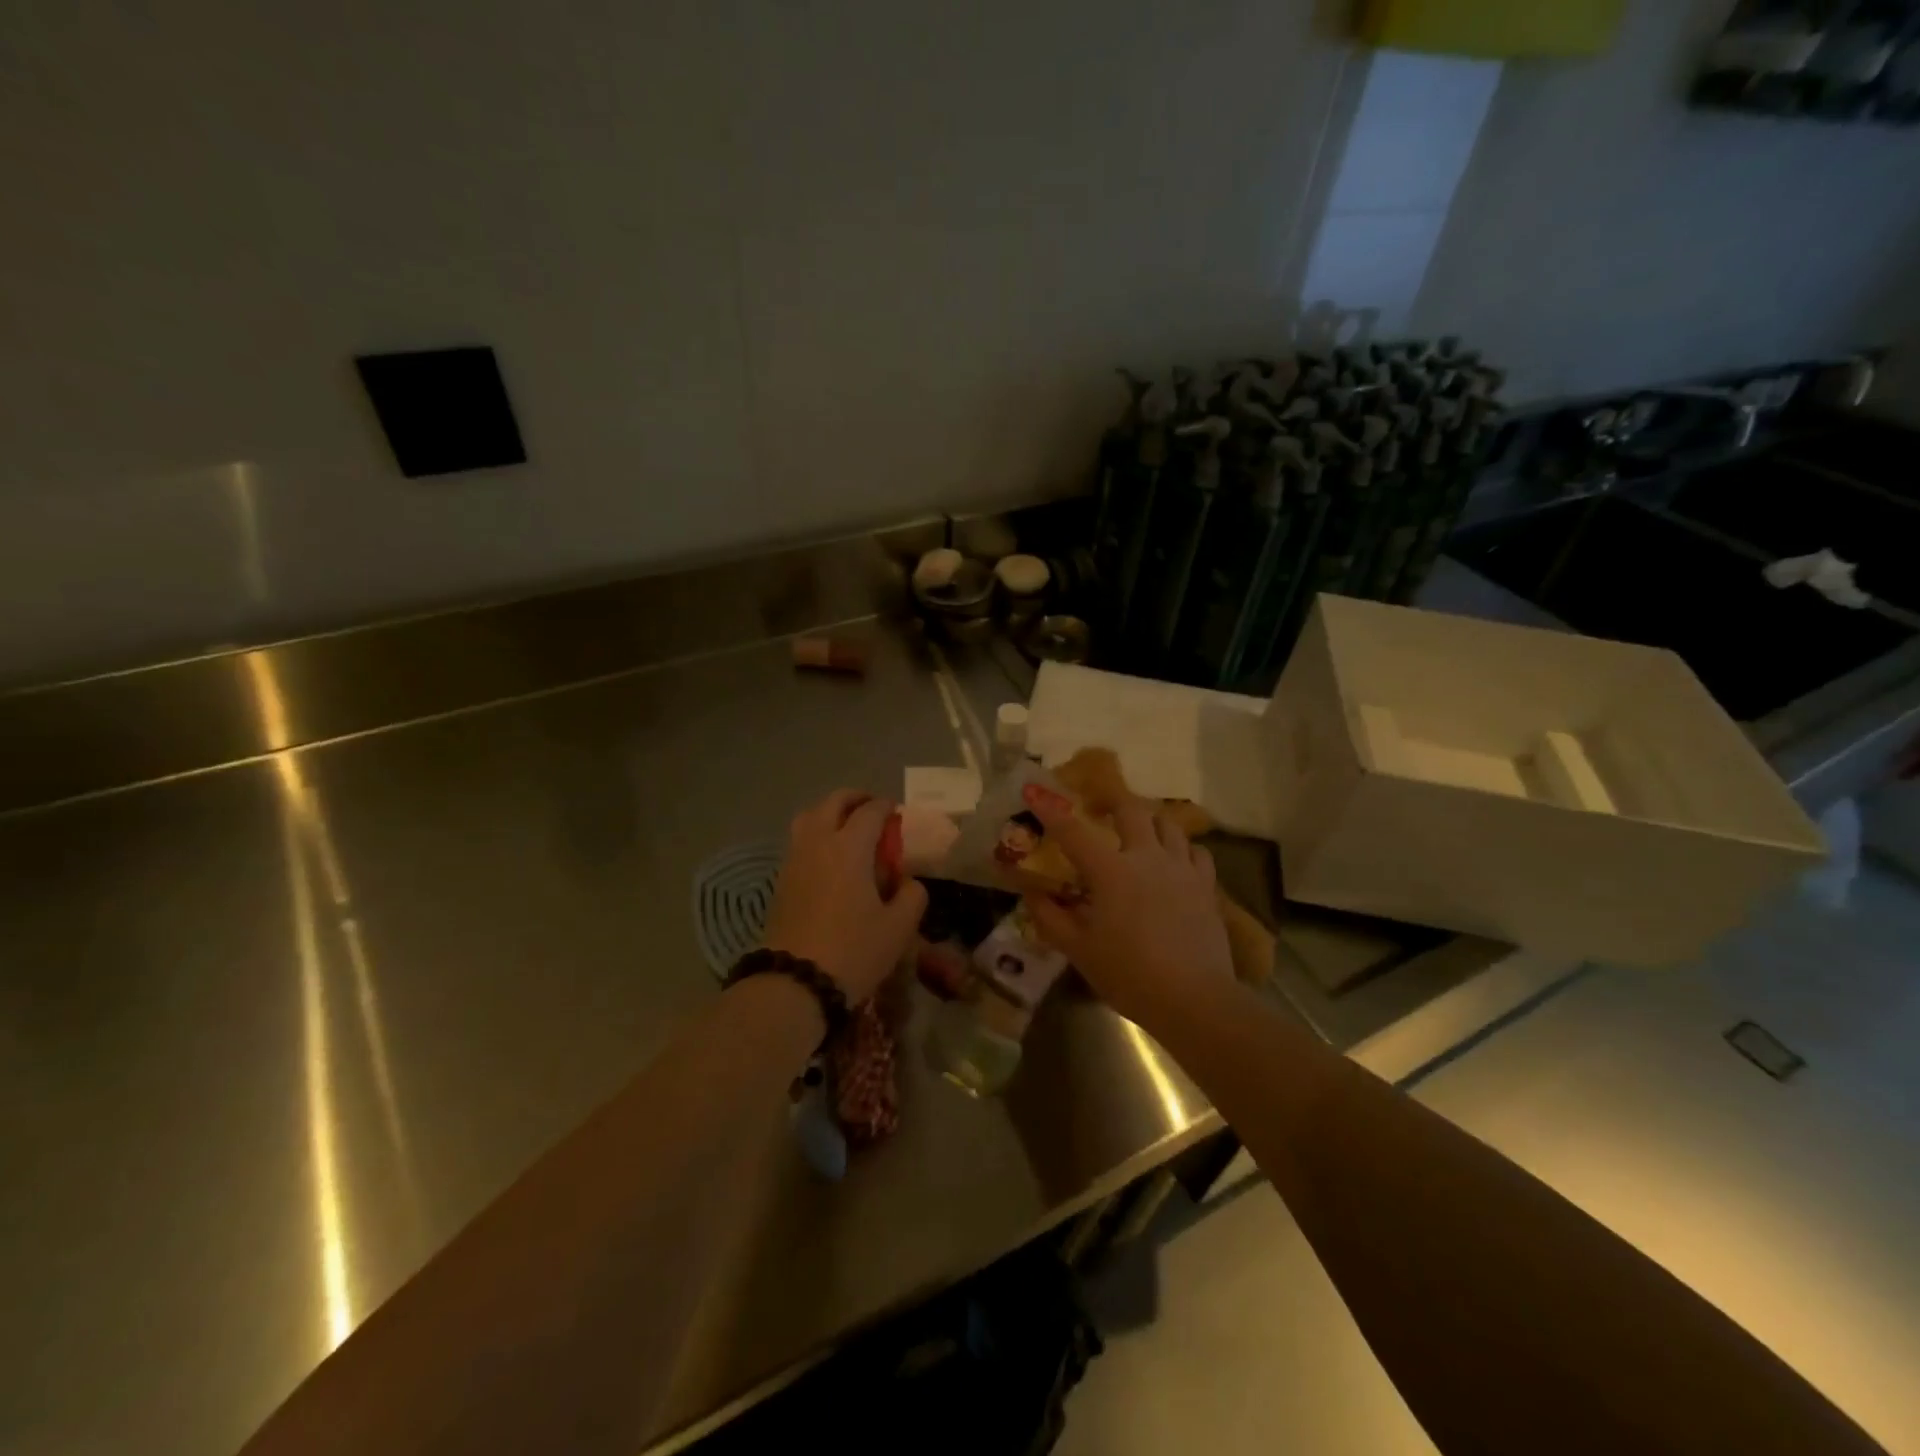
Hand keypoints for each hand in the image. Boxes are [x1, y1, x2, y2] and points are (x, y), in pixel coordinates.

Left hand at [762, 790, 928, 1004]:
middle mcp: (818, 843)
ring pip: (809, 817)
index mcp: (849, 847)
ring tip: (848, 829)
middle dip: (855, 799)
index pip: (870, 811)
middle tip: (872, 809)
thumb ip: (912, 895)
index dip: (886, 807)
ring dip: (830, 814)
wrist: (795, 983)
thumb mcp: (899, 927)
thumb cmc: (853, 951)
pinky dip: (816, 836)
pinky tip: (831, 859)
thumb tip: (907, 881)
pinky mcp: (781, 880)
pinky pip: (799, 841)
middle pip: (833, 802)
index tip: (897, 813)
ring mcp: (794, 860)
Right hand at [1020, 786, 1233, 1029]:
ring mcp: (1181, 868)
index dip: (1051, 810)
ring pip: (1168, 824)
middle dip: (1113, 801)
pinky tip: (1176, 860)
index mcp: (1110, 871)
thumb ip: (1052, 918)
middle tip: (1102, 807)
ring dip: (1150, 820)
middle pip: (1131, 810)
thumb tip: (1032, 894)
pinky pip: (1196, 852)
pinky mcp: (1206, 886)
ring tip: (1141, 830)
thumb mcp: (1080, 951)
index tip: (1035, 791)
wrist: (1194, 999)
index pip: (1074, 832)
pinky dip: (1182, 847)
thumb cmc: (1129, 975)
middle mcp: (1147, 857)